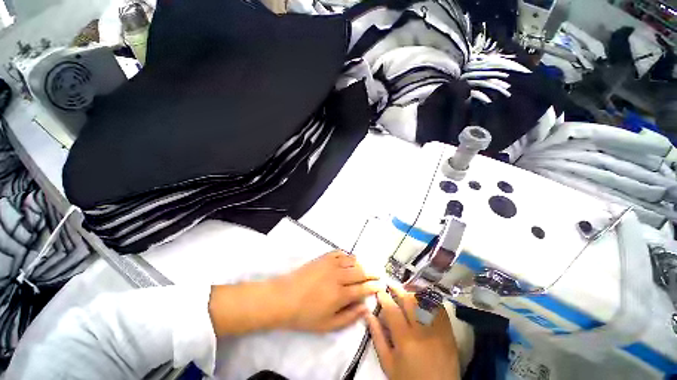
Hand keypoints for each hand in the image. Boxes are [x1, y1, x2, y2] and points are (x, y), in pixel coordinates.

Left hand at [275, 250, 381, 331]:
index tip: (381, 285)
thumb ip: (349, 317)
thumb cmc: (305, 315)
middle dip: (372, 273)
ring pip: (352, 260)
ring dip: (361, 263)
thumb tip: (365, 308)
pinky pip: (340, 253)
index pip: (363, 288)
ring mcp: (331, 264)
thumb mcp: (328, 325)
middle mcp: (339, 276)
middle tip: (378, 274)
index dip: (374, 286)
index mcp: (340, 294)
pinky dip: (347, 255)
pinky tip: (348, 259)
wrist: (284, 297)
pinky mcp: (323, 257)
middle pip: (361, 272)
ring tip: (365, 267)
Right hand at [366, 286, 459, 379]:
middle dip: (398, 290)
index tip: (379, 290)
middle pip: (409, 301)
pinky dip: (430, 300)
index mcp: (405, 339)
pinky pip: (439, 309)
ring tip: (405, 291)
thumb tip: (368, 314)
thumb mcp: (388, 363)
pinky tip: (422, 299)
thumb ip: (377, 337)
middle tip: (391, 286)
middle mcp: (422, 330)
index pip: (392, 309)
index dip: (384, 297)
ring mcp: (438, 330)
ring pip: (425, 301)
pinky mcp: (449, 332)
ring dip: (413, 293)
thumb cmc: (408, 379)